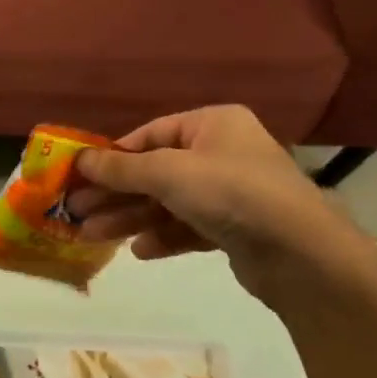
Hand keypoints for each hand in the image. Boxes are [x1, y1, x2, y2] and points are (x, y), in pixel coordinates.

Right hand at [68, 106, 371, 298]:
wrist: (300, 253)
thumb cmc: (231, 192)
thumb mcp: (168, 173)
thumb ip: (122, 168)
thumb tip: (79, 160)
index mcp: (212, 125)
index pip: (151, 135)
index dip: (114, 157)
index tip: (80, 176)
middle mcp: (222, 153)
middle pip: (155, 172)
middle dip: (115, 194)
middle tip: (76, 212)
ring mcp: (230, 193)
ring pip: (168, 203)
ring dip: (130, 219)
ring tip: (92, 237)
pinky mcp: (235, 229)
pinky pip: (188, 227)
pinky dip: (163, 237)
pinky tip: (139, 251)